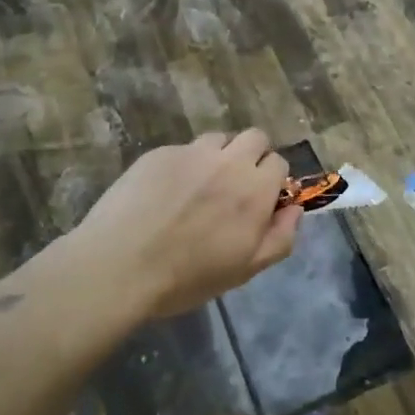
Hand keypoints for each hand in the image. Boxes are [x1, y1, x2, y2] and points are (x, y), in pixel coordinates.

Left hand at [61, 130, 301, 322]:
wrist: (118, 265)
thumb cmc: (187, 277)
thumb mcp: (245, 270)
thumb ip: (280, 237)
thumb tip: (295, 209)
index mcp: (255, 191)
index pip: (279, 163)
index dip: (272, 180)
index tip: (260, 200)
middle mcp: (228, 162)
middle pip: (255, 137)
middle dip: (253, 155)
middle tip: (235, 185)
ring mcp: (191, 153)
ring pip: (219, 139)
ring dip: (219, 155)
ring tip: (199, 185)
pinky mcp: (159, 153)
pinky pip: (183, 150)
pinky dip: (184, 164)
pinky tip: (165, 192)